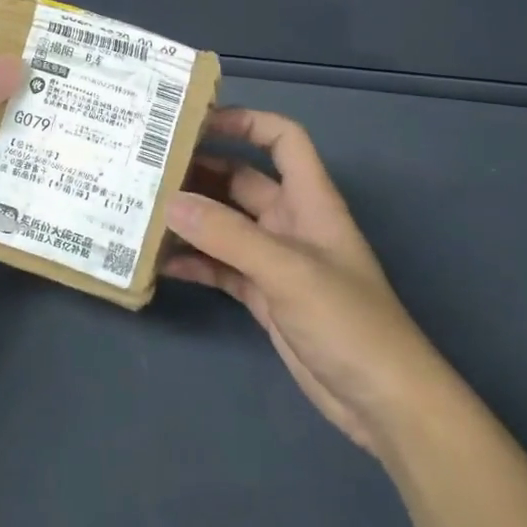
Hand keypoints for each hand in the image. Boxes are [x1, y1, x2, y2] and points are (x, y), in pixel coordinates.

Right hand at [165, 108, 448, 453]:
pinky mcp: (263, 295)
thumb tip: (170, 202)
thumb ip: (227, 235)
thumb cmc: (348, 321)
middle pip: (241, 180)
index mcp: (310, 200)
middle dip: (200, 172)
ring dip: (190, 219)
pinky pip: (221, 266)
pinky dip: (194, 262)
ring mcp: (275, 260)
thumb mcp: (287, 271)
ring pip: (225, 224)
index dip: (245, 122)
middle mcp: (290, 222)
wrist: (383, 403)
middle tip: (149, 170)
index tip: (196, 123)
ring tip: (142, 212)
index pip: (282, 139)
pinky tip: (160, 263)